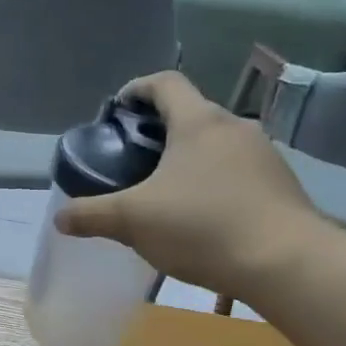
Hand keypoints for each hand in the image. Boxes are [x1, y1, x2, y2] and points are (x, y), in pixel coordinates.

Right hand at [55, 71, 329, 294]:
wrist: (284, 262)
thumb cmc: (202, 227)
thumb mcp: (133, 221)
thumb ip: (92, 215)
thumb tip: (60, 217)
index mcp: (197, 122)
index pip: (165, 83)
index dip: (137, 89)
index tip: (118, 109)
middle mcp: (234, 127)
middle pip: (191, 114)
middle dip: (160, 131)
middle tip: (135, 160)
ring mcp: (263, 154)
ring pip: (216, 144)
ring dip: (190, 158)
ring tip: (167, 192)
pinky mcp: (280, 184)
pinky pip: (238, 171)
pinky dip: (214, 181)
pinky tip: (203, 216)